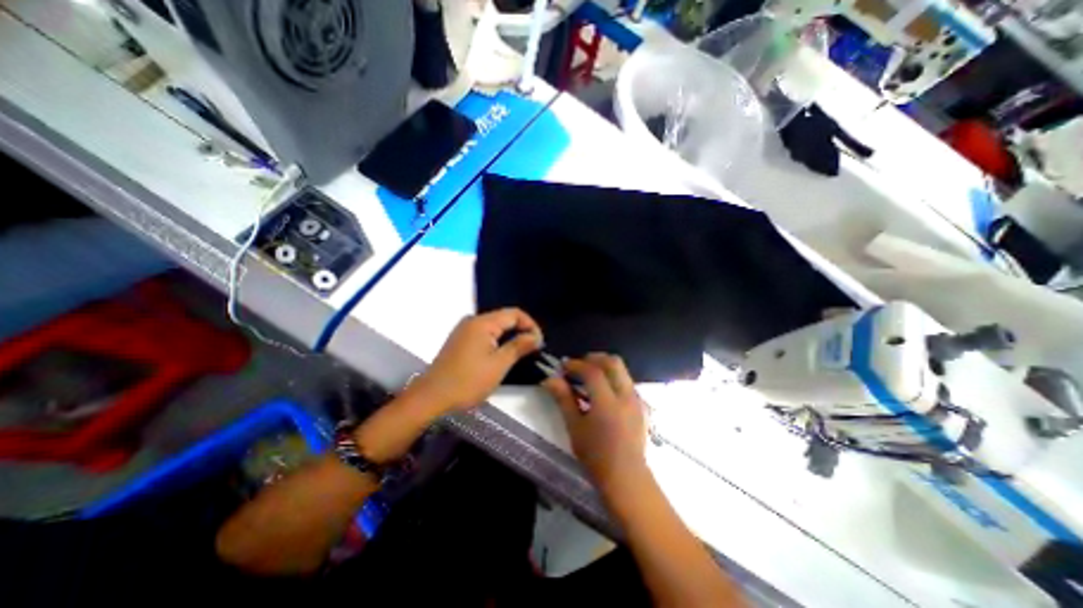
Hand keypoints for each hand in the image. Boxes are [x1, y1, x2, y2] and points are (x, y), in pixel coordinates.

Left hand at [407, 311, 542, 414]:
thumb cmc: (468, 381)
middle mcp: (472, 321)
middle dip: (521, 331)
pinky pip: (484, 334)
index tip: (539, 343)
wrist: (432, 397)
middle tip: (532, 349)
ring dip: (509, 337)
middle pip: (504, 318)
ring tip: (520, 353)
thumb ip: (519, 346)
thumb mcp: (499, 364)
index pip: (514, 313)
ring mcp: (464, 330)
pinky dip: (497, 341)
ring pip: (494, 327)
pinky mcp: (459, 341)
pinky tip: (501, 355)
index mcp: (483, 322)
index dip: (530, 325)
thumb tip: (535, 336)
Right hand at [547, 354, 646, 491]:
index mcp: (608, 403)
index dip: (576, 364)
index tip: (563, 366)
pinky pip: (627, 382)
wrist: (626, 478)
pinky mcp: (642, 406)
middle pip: (613, 362)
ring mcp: (637, 400)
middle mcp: (626, 396)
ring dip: (604, 367)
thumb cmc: (596, 456)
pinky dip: (613, 378)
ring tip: (589, 377)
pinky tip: (603, 392)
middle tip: (578, 365)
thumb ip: (563, 399)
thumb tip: (550, 379)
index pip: (592, 371)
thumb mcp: (575, 427)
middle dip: (594, 358)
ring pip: (622, 370)